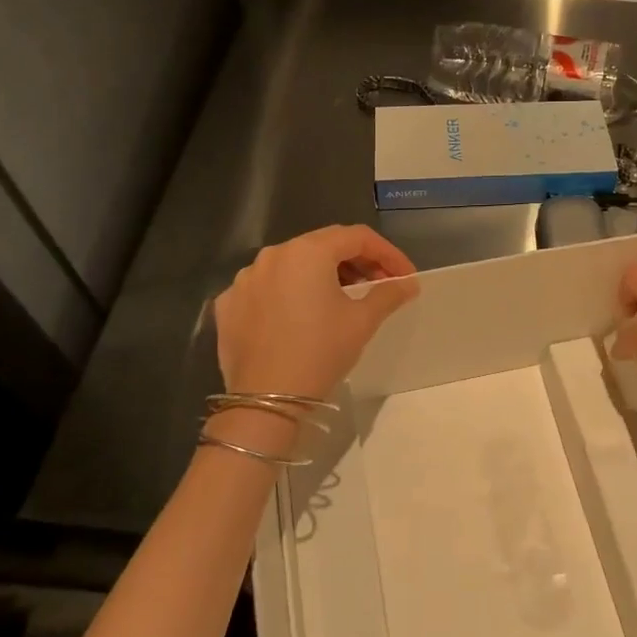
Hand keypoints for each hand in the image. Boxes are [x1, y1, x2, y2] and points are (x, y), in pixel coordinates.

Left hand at [214, 225, 418, 399]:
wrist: (266, 400)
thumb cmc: (321, 351)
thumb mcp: (362, 321)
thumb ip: (388, 293)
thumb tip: (409, 283)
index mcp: (307, 251)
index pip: (357, 237)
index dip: (387, 253)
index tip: (404, 276)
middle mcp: (273, 255)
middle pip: (323, 246)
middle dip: (356, 262)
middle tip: (378, 285)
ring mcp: (245, 278)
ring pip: (292, 266)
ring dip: (321, 276)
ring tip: (340, 300)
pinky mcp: (228, 304)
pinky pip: (266, 288)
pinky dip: (288, 294)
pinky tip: (300, 316)